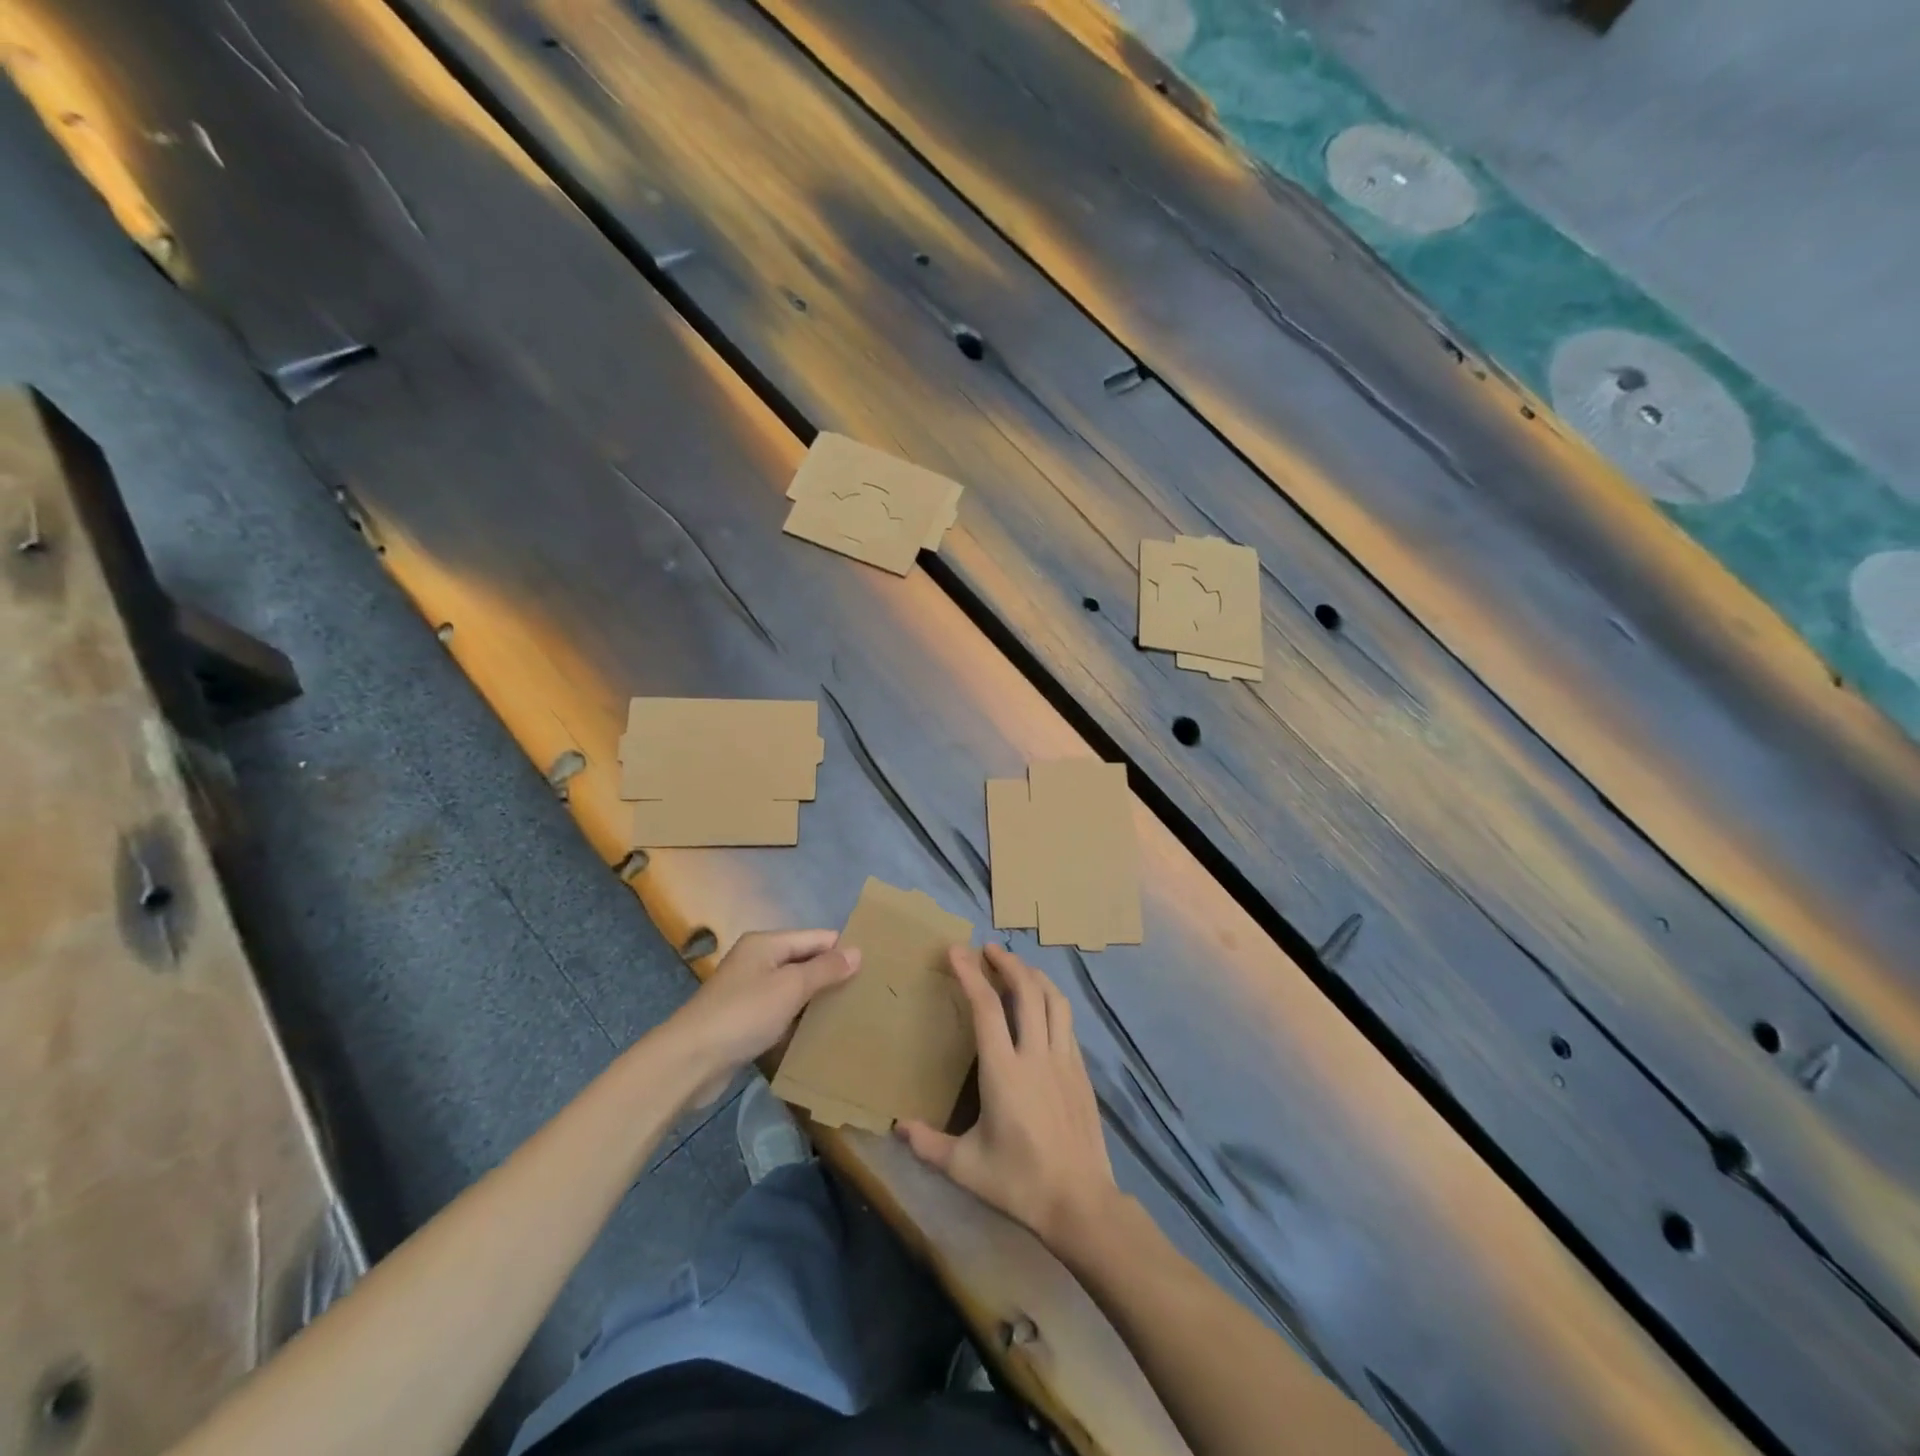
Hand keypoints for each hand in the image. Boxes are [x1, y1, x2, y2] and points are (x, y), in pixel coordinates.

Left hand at [668, 929, 859, 1106]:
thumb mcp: (790, 987)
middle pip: (804, 961)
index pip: (816, 937)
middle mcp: (757, 961)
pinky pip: (781, 1011)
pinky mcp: (744, 1020)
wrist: (690, 1060)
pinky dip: (798, 1018)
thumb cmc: (744, 1014)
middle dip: (832, 975)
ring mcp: (749, 991)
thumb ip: (825, 969)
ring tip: (851, 1012)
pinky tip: (819, 1032)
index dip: (843, 950)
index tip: (874, 967)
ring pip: (793, 988)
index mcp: (766, 944)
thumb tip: (857, 951)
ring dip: (816, 999)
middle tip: (867, 992)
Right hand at [898, 944, 1118, 1249]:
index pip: (986, 1008)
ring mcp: (1064, 1060)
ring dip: (1034, 975)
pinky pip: (1066, 1021)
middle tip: (988, 949)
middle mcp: (1036, 1055)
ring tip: (1017, 966)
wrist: (1081, 1203)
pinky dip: (1052, 1001)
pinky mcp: (1081, 1071)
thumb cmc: (1019, 1183)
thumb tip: (898, 1126)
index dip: (970, 975)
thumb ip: (929, 1144)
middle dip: (1007, 962)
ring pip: (1054, 1000)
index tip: (956, 951)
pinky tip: (1043, 1006)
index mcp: (1004, 1072)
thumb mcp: (966, 1168)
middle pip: (1027, 990)